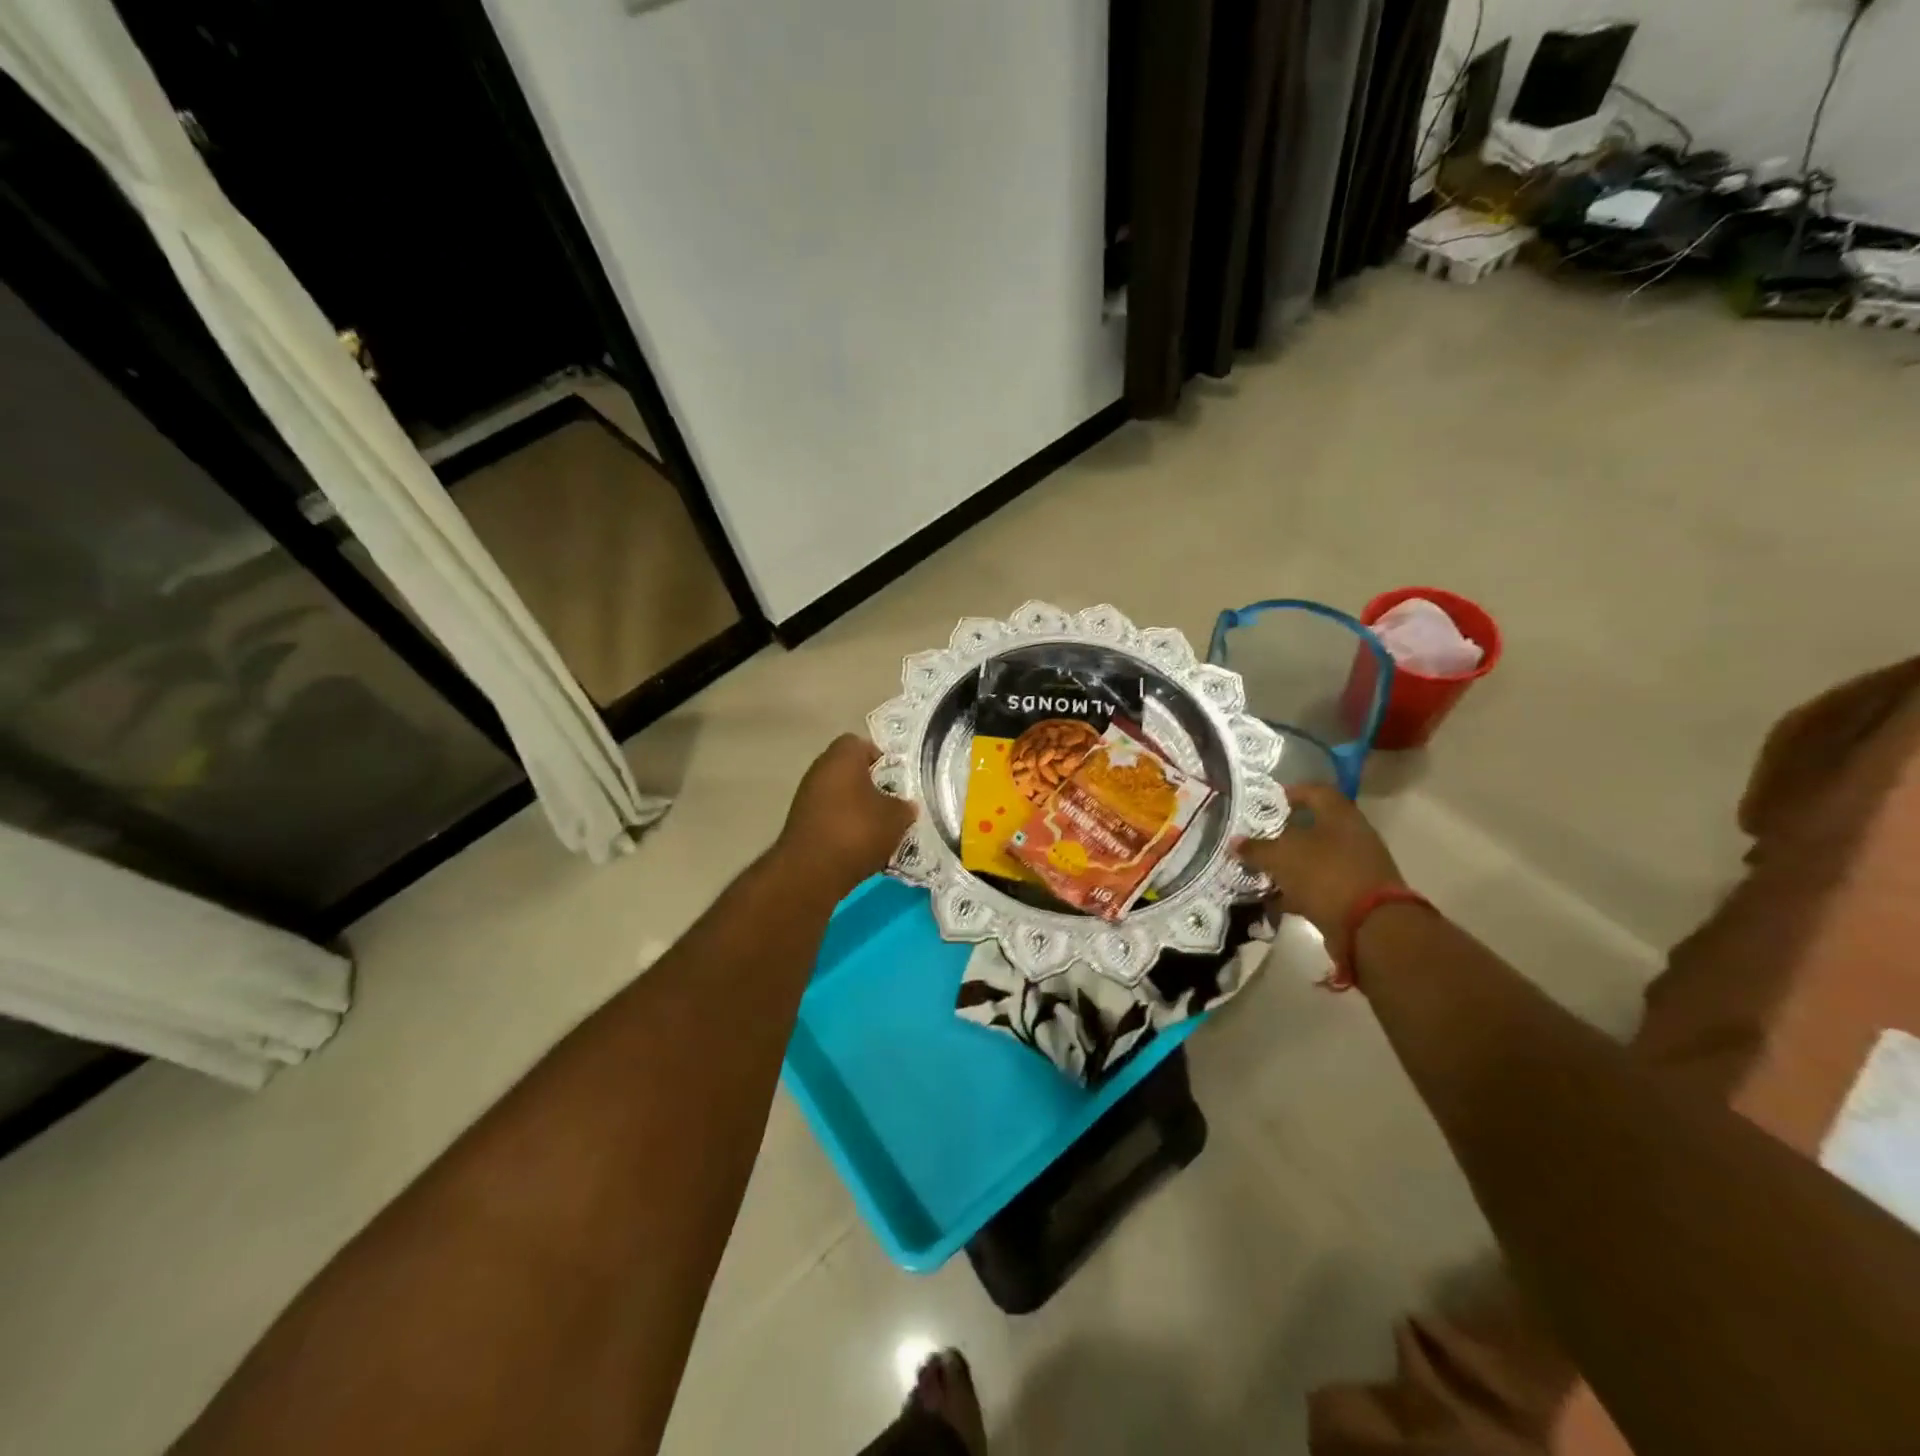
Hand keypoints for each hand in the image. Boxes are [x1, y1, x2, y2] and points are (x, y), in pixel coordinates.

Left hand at [776, 735, 916, 893]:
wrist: (812, 871)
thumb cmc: (858, 831)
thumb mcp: (897, 818)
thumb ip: (905, 806)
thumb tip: (905, 806)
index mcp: (842, 756)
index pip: (863, 744)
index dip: (882, 759)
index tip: (898, 781)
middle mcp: (820, 769)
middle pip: (850, 771)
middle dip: (872, 786)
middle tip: (893, 805)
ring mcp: (806, 796)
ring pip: (840, 795)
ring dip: (857, 809)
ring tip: (880, 830)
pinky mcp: (800, 823)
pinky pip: (829, 817)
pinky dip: (843, 826)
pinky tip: (860, 846)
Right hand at [1237, 785, 1405, 961]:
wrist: (1370, 927)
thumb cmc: (1325, 875)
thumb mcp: (1282, 857)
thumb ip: (1256, 848)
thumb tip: (1234, 842)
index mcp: (1339, 816)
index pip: (1315, 791)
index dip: (1290, 793)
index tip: (1266, 802)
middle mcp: (1352, 836)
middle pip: (1313, 827)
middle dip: (1282, 834)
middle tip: (1256, 839)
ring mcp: (1355, 867)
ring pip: (1314, 858)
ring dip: (1288, 865)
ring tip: (1259, 871)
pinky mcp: (1354, 895)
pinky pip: (1319, 885)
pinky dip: (1298, 890)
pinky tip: (1274, 899)